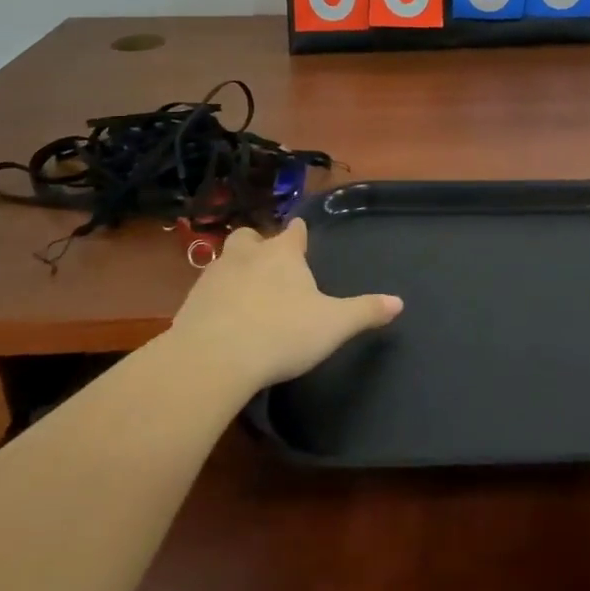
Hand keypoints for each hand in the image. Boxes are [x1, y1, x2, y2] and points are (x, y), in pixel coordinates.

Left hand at [168, 219, 402, 391]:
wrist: (214, 359)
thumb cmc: (282, 333)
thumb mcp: (334, 325)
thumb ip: (365, 311)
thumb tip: (399, 302)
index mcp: (283, 254)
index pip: (294, 232)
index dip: (299, 234)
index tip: (300, 234)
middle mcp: (247, 255)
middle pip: (251, 237)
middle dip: (258, 244)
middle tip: (268, 262)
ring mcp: (214, 276)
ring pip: (225, 260)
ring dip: (235, 270)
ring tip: (246, 291)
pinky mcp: (190, 303)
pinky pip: (206, 292)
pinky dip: (216, 299)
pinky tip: (223, 319)